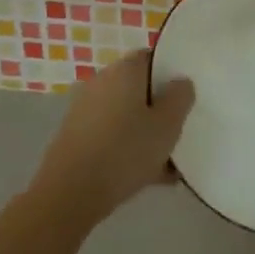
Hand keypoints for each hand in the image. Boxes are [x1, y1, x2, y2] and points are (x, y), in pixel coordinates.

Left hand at [30, 50, 193, 230]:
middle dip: (160, 108)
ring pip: (126, 115)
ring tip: (169, 164)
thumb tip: (180, 82)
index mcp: (124, 70)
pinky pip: (111, 135)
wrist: (68, 196)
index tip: (186, 95)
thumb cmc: (125, 151)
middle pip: (139, 88)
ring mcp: (85, 111)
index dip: (171, 73)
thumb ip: (181, 97)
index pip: (152, 57)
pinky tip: (148, 177)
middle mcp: (101, 82)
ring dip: (146, 133)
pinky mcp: (75, 138)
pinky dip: (128, 148)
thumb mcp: (168, 124)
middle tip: (179, 130)